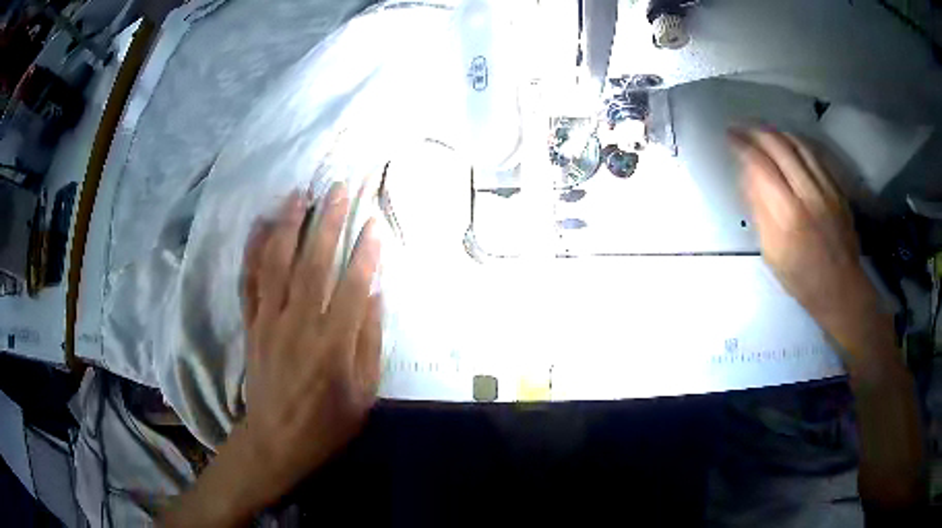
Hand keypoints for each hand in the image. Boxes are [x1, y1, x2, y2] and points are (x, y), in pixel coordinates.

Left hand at [239, 183, 381, 505]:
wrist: (276, 440)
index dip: (366, 252)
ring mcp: (269, 322)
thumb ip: (369, 342)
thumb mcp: (363, 394)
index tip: (375, 222)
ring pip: (277, 264)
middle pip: (314, 264)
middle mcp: (299, 325)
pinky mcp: (251, 325)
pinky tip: (260, 226)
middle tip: (340, 188)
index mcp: (333, 345)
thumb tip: (374, 295)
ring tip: (298, 193)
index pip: (352, 287)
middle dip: (329, 222)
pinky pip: (250, 281)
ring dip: (288, 225)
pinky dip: (254, 250)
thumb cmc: (326, 423)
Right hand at [729, 128, 893, 368]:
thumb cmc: (801, 279)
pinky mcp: (837, 189)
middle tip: (741, 127)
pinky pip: (815, 155)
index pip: (760, 166)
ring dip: (776, 132)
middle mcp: (807, 194)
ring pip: (798, 145)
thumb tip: (748, 178)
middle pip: (779, 147)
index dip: (742, 146)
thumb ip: (760, 212)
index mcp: (787, 215)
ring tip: (762, 129)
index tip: (729, 137)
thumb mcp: (772, 253)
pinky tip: (788, 142)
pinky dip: (796, 143)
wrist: (841, 289)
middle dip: (756, 131)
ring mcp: (826, 189)